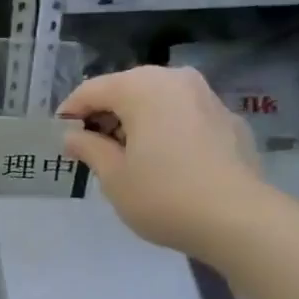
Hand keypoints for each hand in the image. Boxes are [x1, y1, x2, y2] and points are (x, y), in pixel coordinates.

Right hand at [60, 66, 264, 256]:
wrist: (238, 219)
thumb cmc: (163, 196)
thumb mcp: (113, 177)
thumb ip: (89, 148)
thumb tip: (73, 136)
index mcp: (142, 87)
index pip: (93, 90)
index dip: (71, 113)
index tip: (60, 137)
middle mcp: (176, 80)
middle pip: (127, 89)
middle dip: (105, 116)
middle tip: (91, 149)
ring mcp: (207, 97)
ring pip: (158, 101)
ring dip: (136, 122)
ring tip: (126, 157)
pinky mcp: (228, 121)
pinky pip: (183, 117)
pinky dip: (165, 131)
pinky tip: (164, 163)